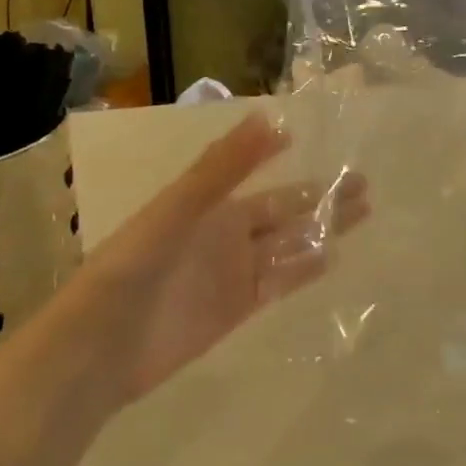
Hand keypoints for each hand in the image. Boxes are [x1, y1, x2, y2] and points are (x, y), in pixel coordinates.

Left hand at [70, 114, 369, 398]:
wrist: (101, 348)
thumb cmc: (134, 267)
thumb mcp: (178, 207)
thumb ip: (224, 166)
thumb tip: (269, 117)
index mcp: (210, 204)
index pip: (258, 173)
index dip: (284, 156)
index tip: (319, 140)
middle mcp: (226, 233)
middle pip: (284, 210)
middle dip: (321, 196)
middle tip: (364, 184)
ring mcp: (233, 271)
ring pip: (289, 244)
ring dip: (322, 229)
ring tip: (362, 213)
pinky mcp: (237, 308)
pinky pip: (280, 283)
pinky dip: (305, 270)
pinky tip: (333, 257)